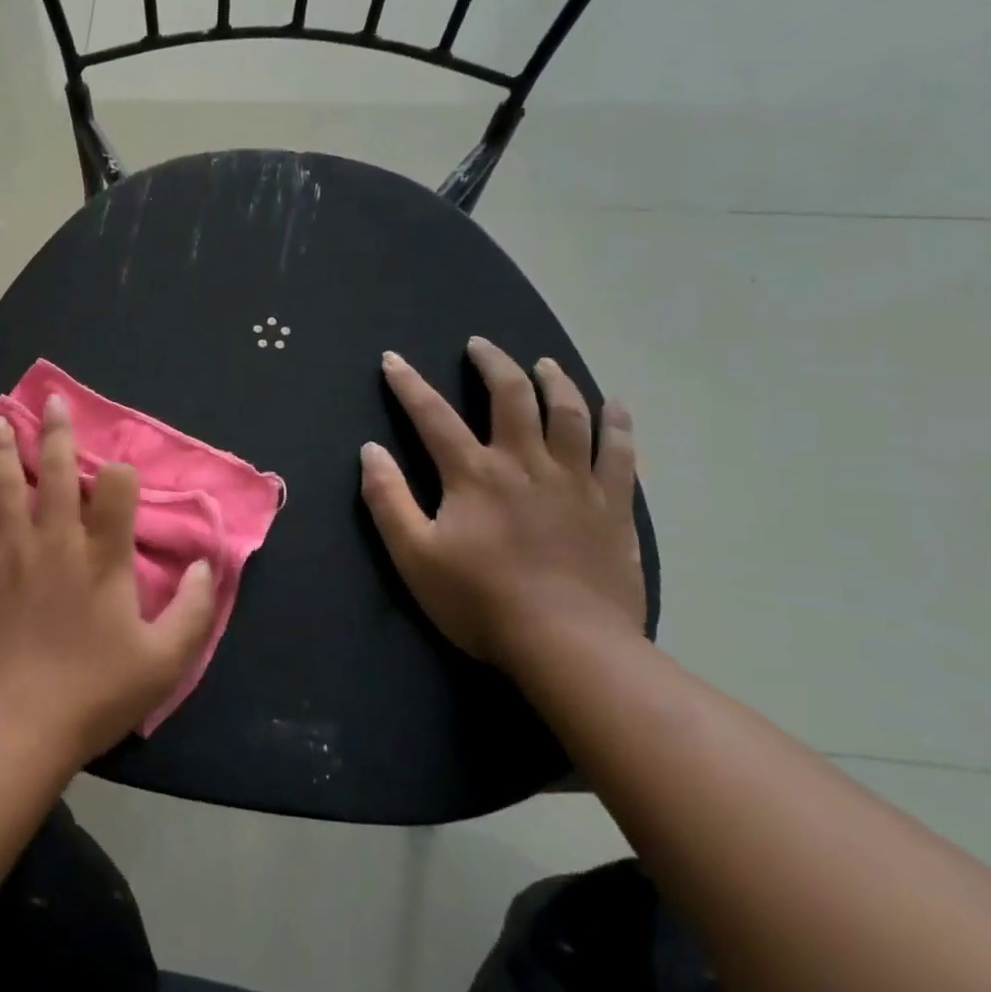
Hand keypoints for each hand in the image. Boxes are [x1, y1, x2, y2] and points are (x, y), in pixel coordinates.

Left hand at [0, 397, 217, 764]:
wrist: (11, 725)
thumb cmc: (90, 694)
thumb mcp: (162, 661)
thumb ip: (192, 611)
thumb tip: (207, 566)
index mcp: (102, 557)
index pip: (117, 490)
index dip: (122, 473)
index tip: (120, 474)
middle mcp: (56, 539)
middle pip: (59, 471)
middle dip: (58, 433)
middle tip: (52, 401)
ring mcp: (9, 549)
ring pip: (7, 481)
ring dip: (7, 445)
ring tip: (3, 416)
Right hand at [359, 337, 644, 672]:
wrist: (569, 645)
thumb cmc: (480, 601)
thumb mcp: (414, 555)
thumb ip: (388, 499)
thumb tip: (370, 450)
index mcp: (474, 474)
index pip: (434, 416)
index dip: (409, 385)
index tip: (393, 360)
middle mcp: (526, 463)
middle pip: (512, 396)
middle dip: (492, 364)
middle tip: (480, 345)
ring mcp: (576, 482)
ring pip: (569, 414)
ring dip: (554, 381)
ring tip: (544, 364)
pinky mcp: (613, 506)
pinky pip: (620, 453)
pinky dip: (617, 425)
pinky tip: (616, 408)